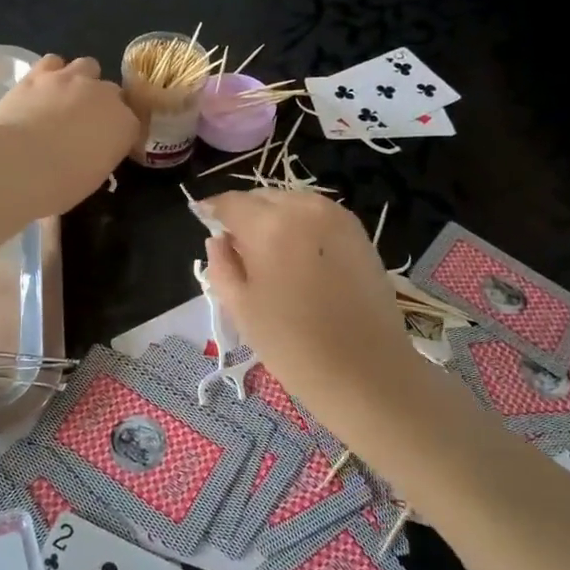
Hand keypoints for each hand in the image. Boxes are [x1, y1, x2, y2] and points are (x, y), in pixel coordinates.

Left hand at [0, 54, 137, 218]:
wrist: (16, 164)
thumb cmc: (58, 186)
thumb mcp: (92, 179)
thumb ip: (100, 157)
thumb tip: (91, 154)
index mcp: (124, 125)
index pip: (131, 124)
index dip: (118, 133)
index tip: (106, 146)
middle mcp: (105, 95)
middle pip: (112, 92)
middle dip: (102, 105)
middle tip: (84, 125)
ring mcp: (72, 79)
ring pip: (87, 66)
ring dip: (81, 80)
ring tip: (65, 99)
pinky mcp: (40, 73)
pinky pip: (53, 62)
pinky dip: (51, 73)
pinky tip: (42, 88)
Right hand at [199, 189, 424, 433]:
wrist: (367, 372)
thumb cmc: (293, 345)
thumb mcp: (241, 308)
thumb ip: (221, 264)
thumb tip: (218, 239)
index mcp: (269, 225)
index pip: (230, 203)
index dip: (212, 211)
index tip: (203, 220)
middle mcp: (304, 208)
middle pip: (262, 197)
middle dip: (244, 214)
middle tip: (236, 246)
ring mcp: (336, 217)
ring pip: (291, 202)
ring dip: (274, 217)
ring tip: (269, 252)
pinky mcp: (359, 232)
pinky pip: (317, 215)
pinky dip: (301, 225)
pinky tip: (299, 256)